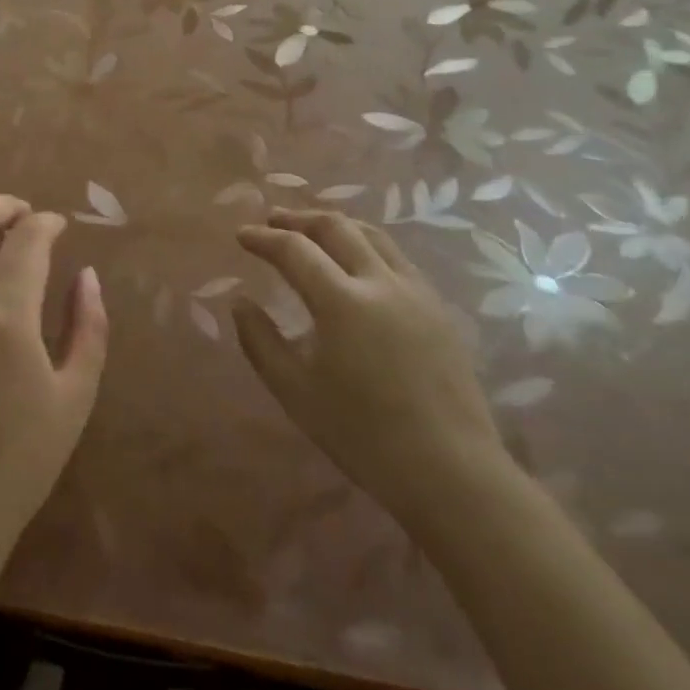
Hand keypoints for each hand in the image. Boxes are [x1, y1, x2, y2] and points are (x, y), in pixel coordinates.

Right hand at [234, 210, 507, 521]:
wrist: (450, 471)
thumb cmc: (362, 434)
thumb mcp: (294, 390)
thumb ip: (260, 340)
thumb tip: (240, 302)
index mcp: (342, 301)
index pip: (294, 249)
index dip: (263, 238)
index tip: (241, 235)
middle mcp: (380, 282)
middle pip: (336, 227)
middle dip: (299, 218)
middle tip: (272, 220)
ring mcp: (416, 292)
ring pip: (372, 235)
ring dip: (336, 225)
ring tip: (312, 230)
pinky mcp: (438, 308)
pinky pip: (397, 258)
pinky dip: (366, 244)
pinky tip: (357, 263)